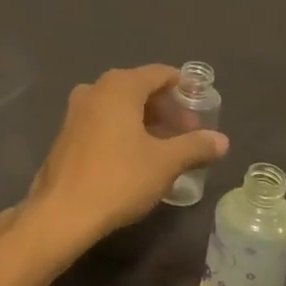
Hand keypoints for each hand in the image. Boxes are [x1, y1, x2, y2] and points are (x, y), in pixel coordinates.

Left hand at [15, 65, 227, 249]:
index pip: (159, 74)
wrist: (62, 212)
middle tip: (188, 132)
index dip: (183, 88)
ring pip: (120, 106)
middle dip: (166, 108)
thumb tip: (222, 141)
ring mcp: (76, 111)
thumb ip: (195, 147)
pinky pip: (103, 121)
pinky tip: (137, 156)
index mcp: (119, 86)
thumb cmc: (119, 179)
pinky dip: (124, 130)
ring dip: (145, 121)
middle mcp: (95, 90)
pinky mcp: (67, 134)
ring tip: (167, 147)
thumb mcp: (165, 163)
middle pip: (139, 88)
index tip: (201, 105)